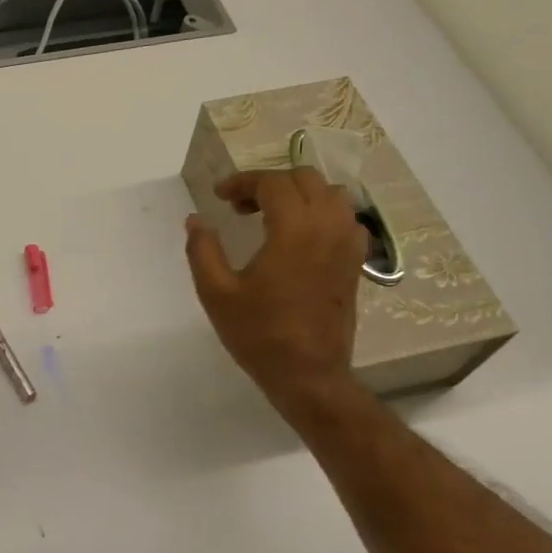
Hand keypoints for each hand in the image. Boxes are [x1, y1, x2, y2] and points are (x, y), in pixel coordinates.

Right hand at [185, 168, 368, 418]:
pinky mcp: (355, 262)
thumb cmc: (258, 333)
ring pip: (332, 194)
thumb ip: (202, 250)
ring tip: (273, 216)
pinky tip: (302, 236)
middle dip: (270, 184)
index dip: (242, 182)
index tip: (219, 197)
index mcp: (293, 230)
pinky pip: (347, 219)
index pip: (272, 183)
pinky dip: (324, 214)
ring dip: (300, 194)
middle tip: (241, 206)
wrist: (307, 373)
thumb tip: (195, 220)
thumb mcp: (216, 293)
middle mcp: (327, 227)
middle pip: (305, 179)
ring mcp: (347, 244)